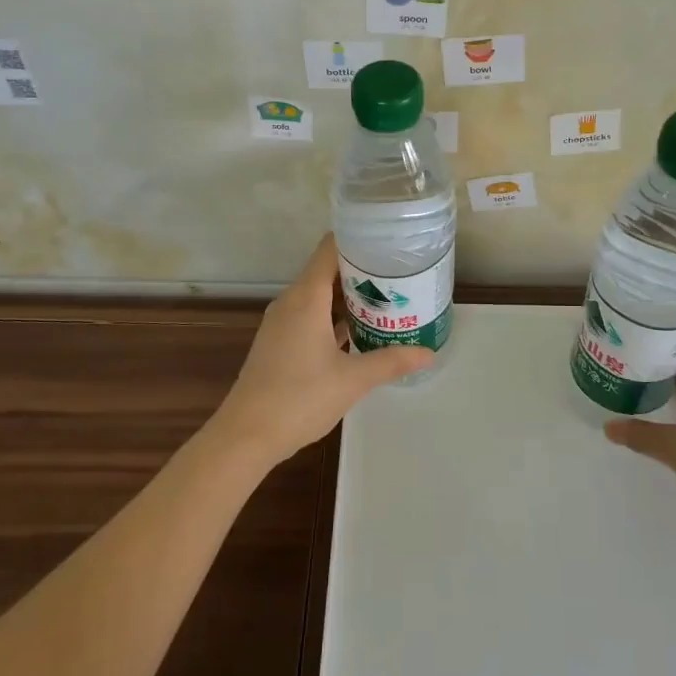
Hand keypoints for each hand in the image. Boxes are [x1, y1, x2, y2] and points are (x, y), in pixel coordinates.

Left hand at [206, 234, 433, 468]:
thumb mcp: (353, 379)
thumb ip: (391, 361)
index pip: (330, 249)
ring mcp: (282, 323)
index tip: (390, 244)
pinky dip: (333, 316)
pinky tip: (359, 331)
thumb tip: (428, 353)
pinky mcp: (279, 342)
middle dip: (362, 271)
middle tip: (400, 276)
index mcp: (306, 298)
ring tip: (387, 300)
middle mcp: (291, 302)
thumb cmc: (300, 398)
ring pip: (319, 295)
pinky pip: (310, 315)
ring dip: (349, 296)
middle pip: (327, 270)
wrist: (246, 435)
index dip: (358, 240)